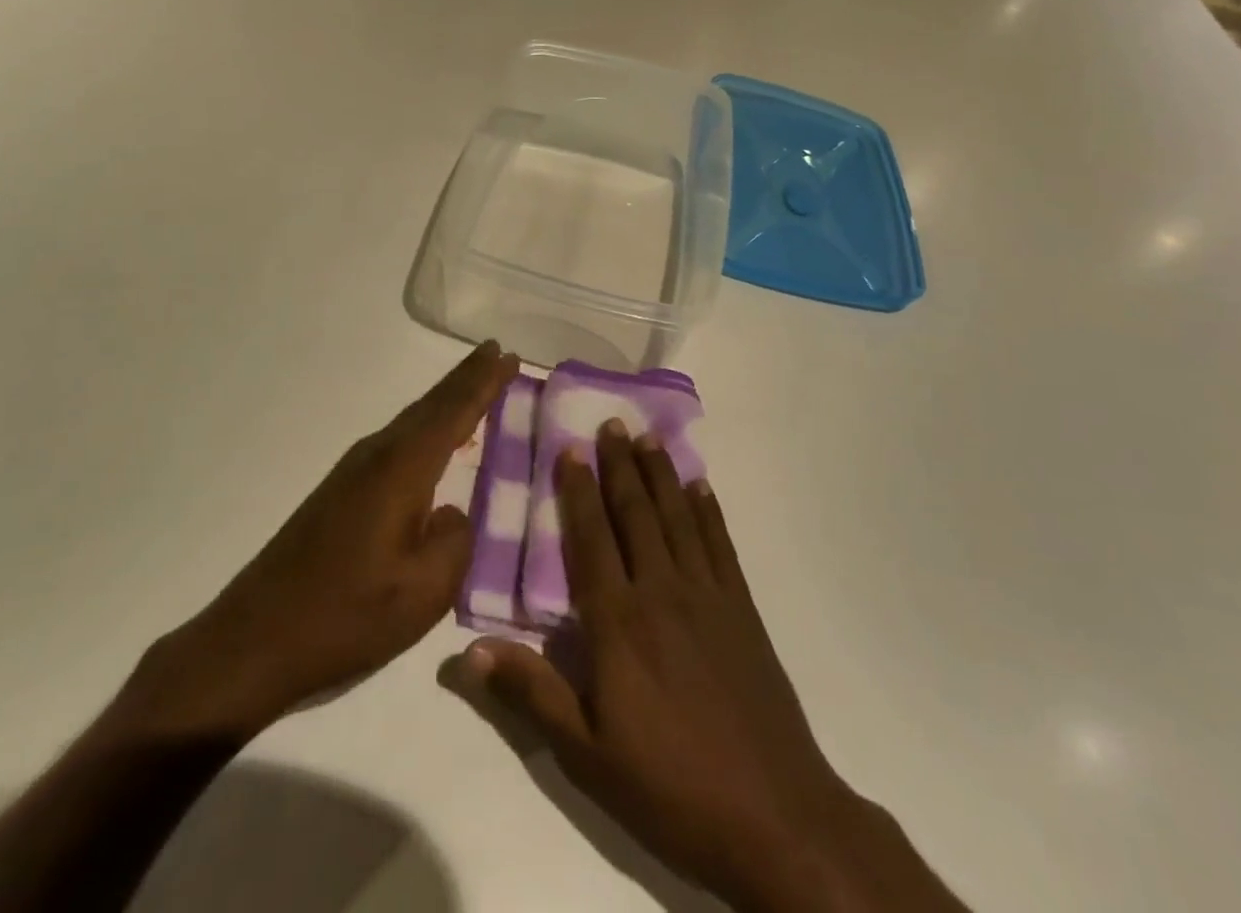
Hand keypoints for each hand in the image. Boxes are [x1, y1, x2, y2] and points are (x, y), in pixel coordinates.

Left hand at [110, 341, 519, 744]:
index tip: (508, 353)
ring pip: (412, 420)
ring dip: (445, 399)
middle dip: (466, 378)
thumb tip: (452, 514)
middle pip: (430, 405)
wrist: (255, 640)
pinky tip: (434, 442)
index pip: (453, 412)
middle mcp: (377, 455)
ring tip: (475, 385)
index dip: (483, 382)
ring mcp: (354, 471)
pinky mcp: (341, 491)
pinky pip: (397, 441)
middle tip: (497, 353)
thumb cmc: (346, 616)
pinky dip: (426, 427)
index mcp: (401, 470)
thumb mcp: (423, 592)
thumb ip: (455, 542)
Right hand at [456, 421, 968, 912]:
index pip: (591, 539)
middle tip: (610, 423)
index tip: (570, 449)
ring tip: (646, 438)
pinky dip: (708, 511)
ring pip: (677, 518)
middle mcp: (661, 591)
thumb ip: (530, 694)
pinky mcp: (742, 609)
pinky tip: (700, 487)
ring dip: (660, 474)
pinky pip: (720, 544)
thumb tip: (465, 653)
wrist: (775, 817)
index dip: (578, 491)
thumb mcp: (586, 754)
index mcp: (618, 622)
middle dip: (619, 466)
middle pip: (636, 514)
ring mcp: (707, 595)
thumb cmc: (669, 787)